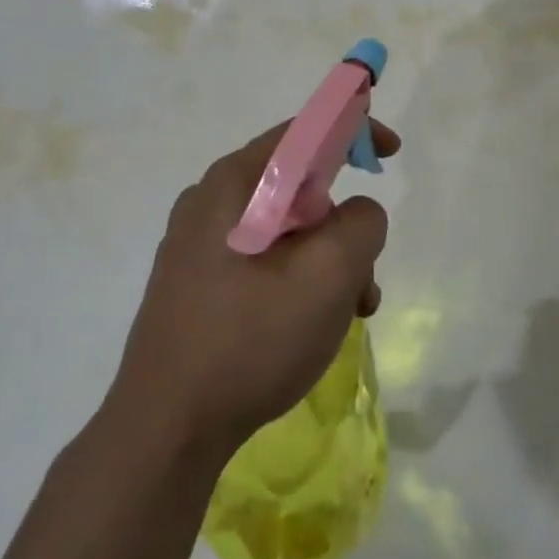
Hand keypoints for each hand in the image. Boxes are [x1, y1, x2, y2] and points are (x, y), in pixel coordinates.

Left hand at [111, 119, 399, 460]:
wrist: (166, 429)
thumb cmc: (250, 341)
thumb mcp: (327, 277)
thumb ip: (361, 224)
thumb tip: (358, 213)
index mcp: (233, 184)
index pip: (303, 131)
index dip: (354, 129)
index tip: (392, 153)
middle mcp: (211, 203)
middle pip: (300, 187)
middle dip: (345, 225)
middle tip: (366, 274)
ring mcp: (200, 245)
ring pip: (288, 231)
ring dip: (329, 262)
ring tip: (348, 314)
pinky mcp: (200, 282)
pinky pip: (266, 260)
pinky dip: (301, 280)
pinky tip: (313, 326)